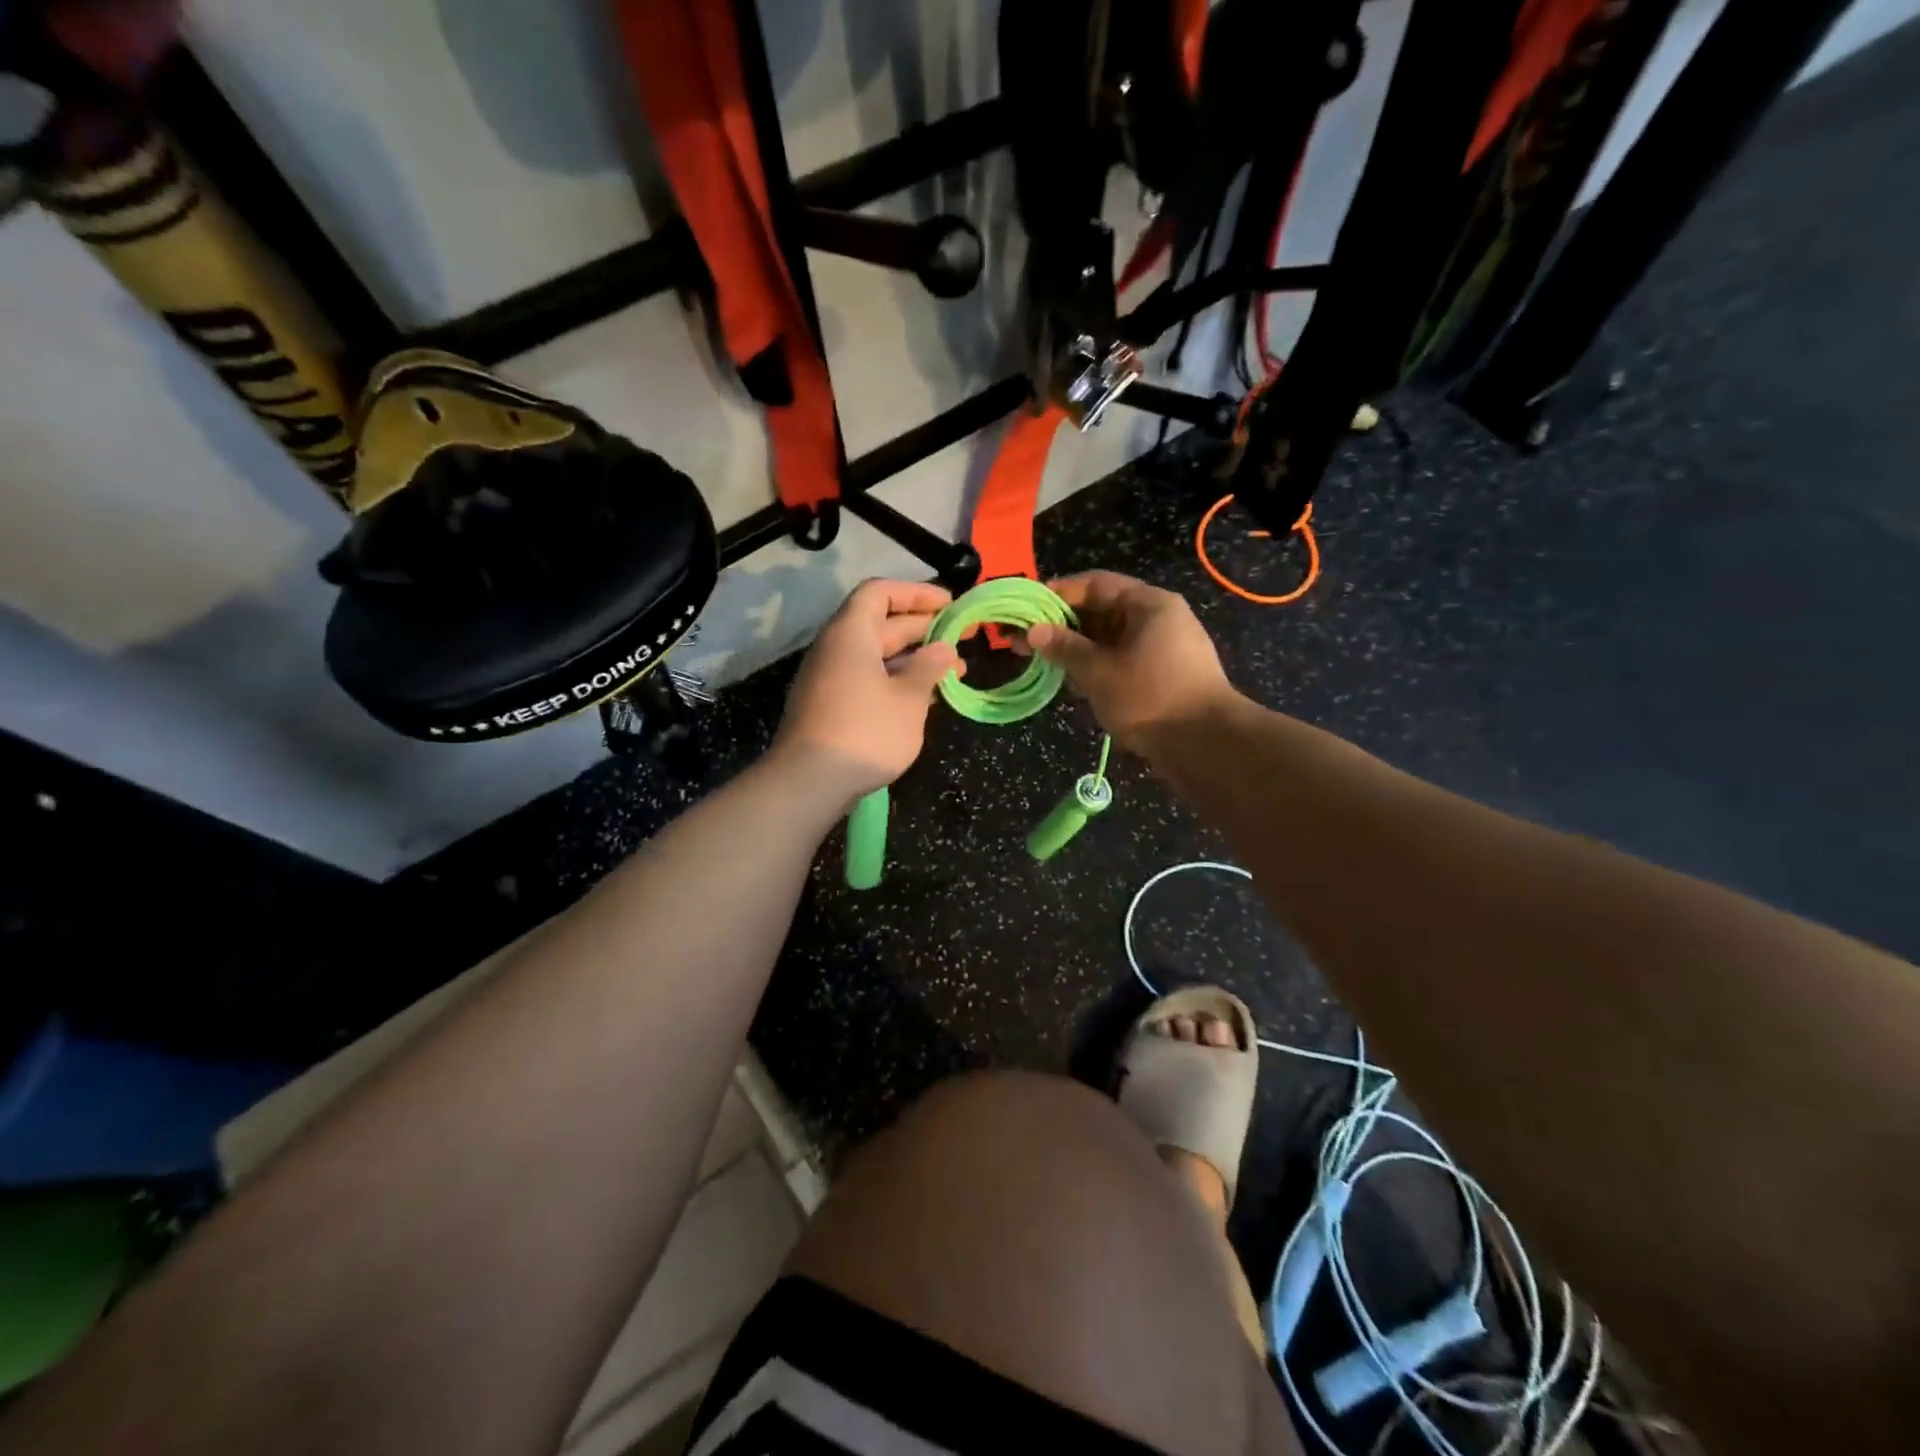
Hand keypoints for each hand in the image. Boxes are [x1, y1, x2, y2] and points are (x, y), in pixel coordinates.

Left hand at [772, 579, 963, 804]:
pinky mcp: (831, 706)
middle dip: (923, 628)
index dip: (916, 593)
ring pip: (877, 656)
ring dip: (915, 659)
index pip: (880, 593)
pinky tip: (926, 697)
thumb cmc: (866, 732)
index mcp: (851, 633)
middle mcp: (836, 648)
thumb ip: (929, 668)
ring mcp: (831, 678)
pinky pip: (868, 679)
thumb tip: (943, 649)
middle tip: (962, 637)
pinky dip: (898, 681)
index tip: (949, 604)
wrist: (809, 782)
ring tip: (954, 672)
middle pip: (880, 624)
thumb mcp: (908, 699)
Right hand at [1025, 571, 1236, 752]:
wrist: (1205, 745)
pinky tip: (1071, 683)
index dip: (1058, 593)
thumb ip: (1065, 648)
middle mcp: (1158, 619)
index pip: (1096, 584)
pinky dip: (1096, 667)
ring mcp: (1163, 649)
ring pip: (1110, 640)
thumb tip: (1034, 631)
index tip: (1027, 607)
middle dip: (1063, 625)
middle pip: (1102, 611)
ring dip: (1077, 649)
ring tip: (1041, 663)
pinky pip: (1121, 661)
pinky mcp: (1162, 677)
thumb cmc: (1150, 698)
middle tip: (1025, 639)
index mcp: (1149, 604)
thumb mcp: (1099, 672)